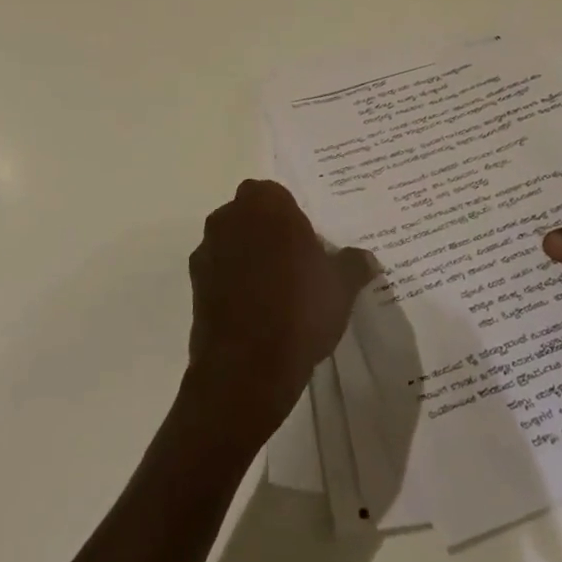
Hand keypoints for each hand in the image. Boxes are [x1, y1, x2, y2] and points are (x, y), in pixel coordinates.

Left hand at [184, 179, 375, 439]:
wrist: (246, 366)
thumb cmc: (300, 309)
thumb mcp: (341, 287)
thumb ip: (353, 264)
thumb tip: (367, 258)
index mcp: (267, 204)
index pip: (278, 195)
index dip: (292, 217)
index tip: (307, 244)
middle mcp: (231, 216)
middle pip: (251, 214)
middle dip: (268, 232)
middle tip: (294, 264)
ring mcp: (208, 248)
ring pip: (232, 241)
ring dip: (247, 255)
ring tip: (274, 291)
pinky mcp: (194, 282)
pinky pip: (219, 270)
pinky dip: (232, 282)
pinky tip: (253, 311)